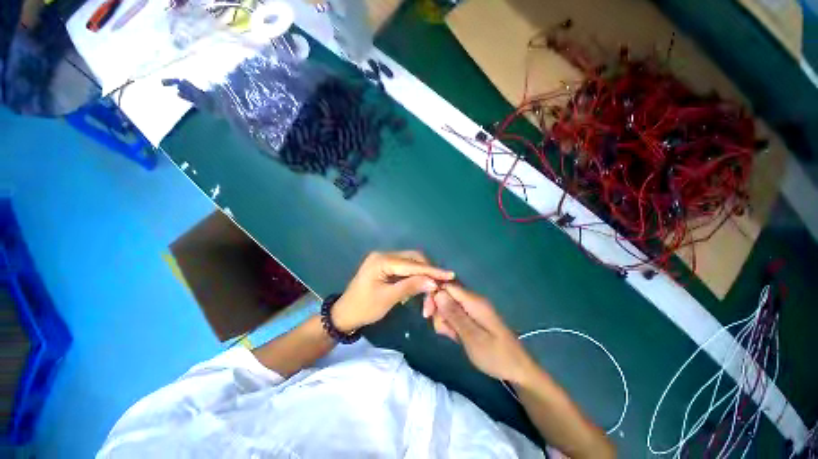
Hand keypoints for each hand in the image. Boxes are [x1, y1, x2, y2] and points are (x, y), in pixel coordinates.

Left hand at [332, 251, 454, 332]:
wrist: (345, 314)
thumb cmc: (364, 308)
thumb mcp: (388, 298)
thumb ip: (411, 287)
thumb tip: (434, 282)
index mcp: (382, 261)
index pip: (412, 264)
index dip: (432, 270)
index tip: (449, 275)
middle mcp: (383, 255)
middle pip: (413, 258)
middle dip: (428, 271)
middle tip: (439, 285)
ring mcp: (384, 259)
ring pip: (411, 262)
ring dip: (422, 274)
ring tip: (430, 288)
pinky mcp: (386, 266)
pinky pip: (405, 267)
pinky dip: (414, 276)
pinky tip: (418, 286)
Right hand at [427, 284, 534, 383]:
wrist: (518, 369)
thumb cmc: (496, 355)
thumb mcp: (472, 337)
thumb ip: (454, 314)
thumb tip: (437, 292)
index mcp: (474, 301)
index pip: (447, 285)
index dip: (434, 295)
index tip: (427, 314)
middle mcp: (473, 300)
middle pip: (446, 294)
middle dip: (438, 309)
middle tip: (441, 330)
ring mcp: (473, 308)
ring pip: (448, 305)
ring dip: (443, 319)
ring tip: (450, 336)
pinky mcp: (473, 317)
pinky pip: (455, 314)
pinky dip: (450, 323)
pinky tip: (454, 336)